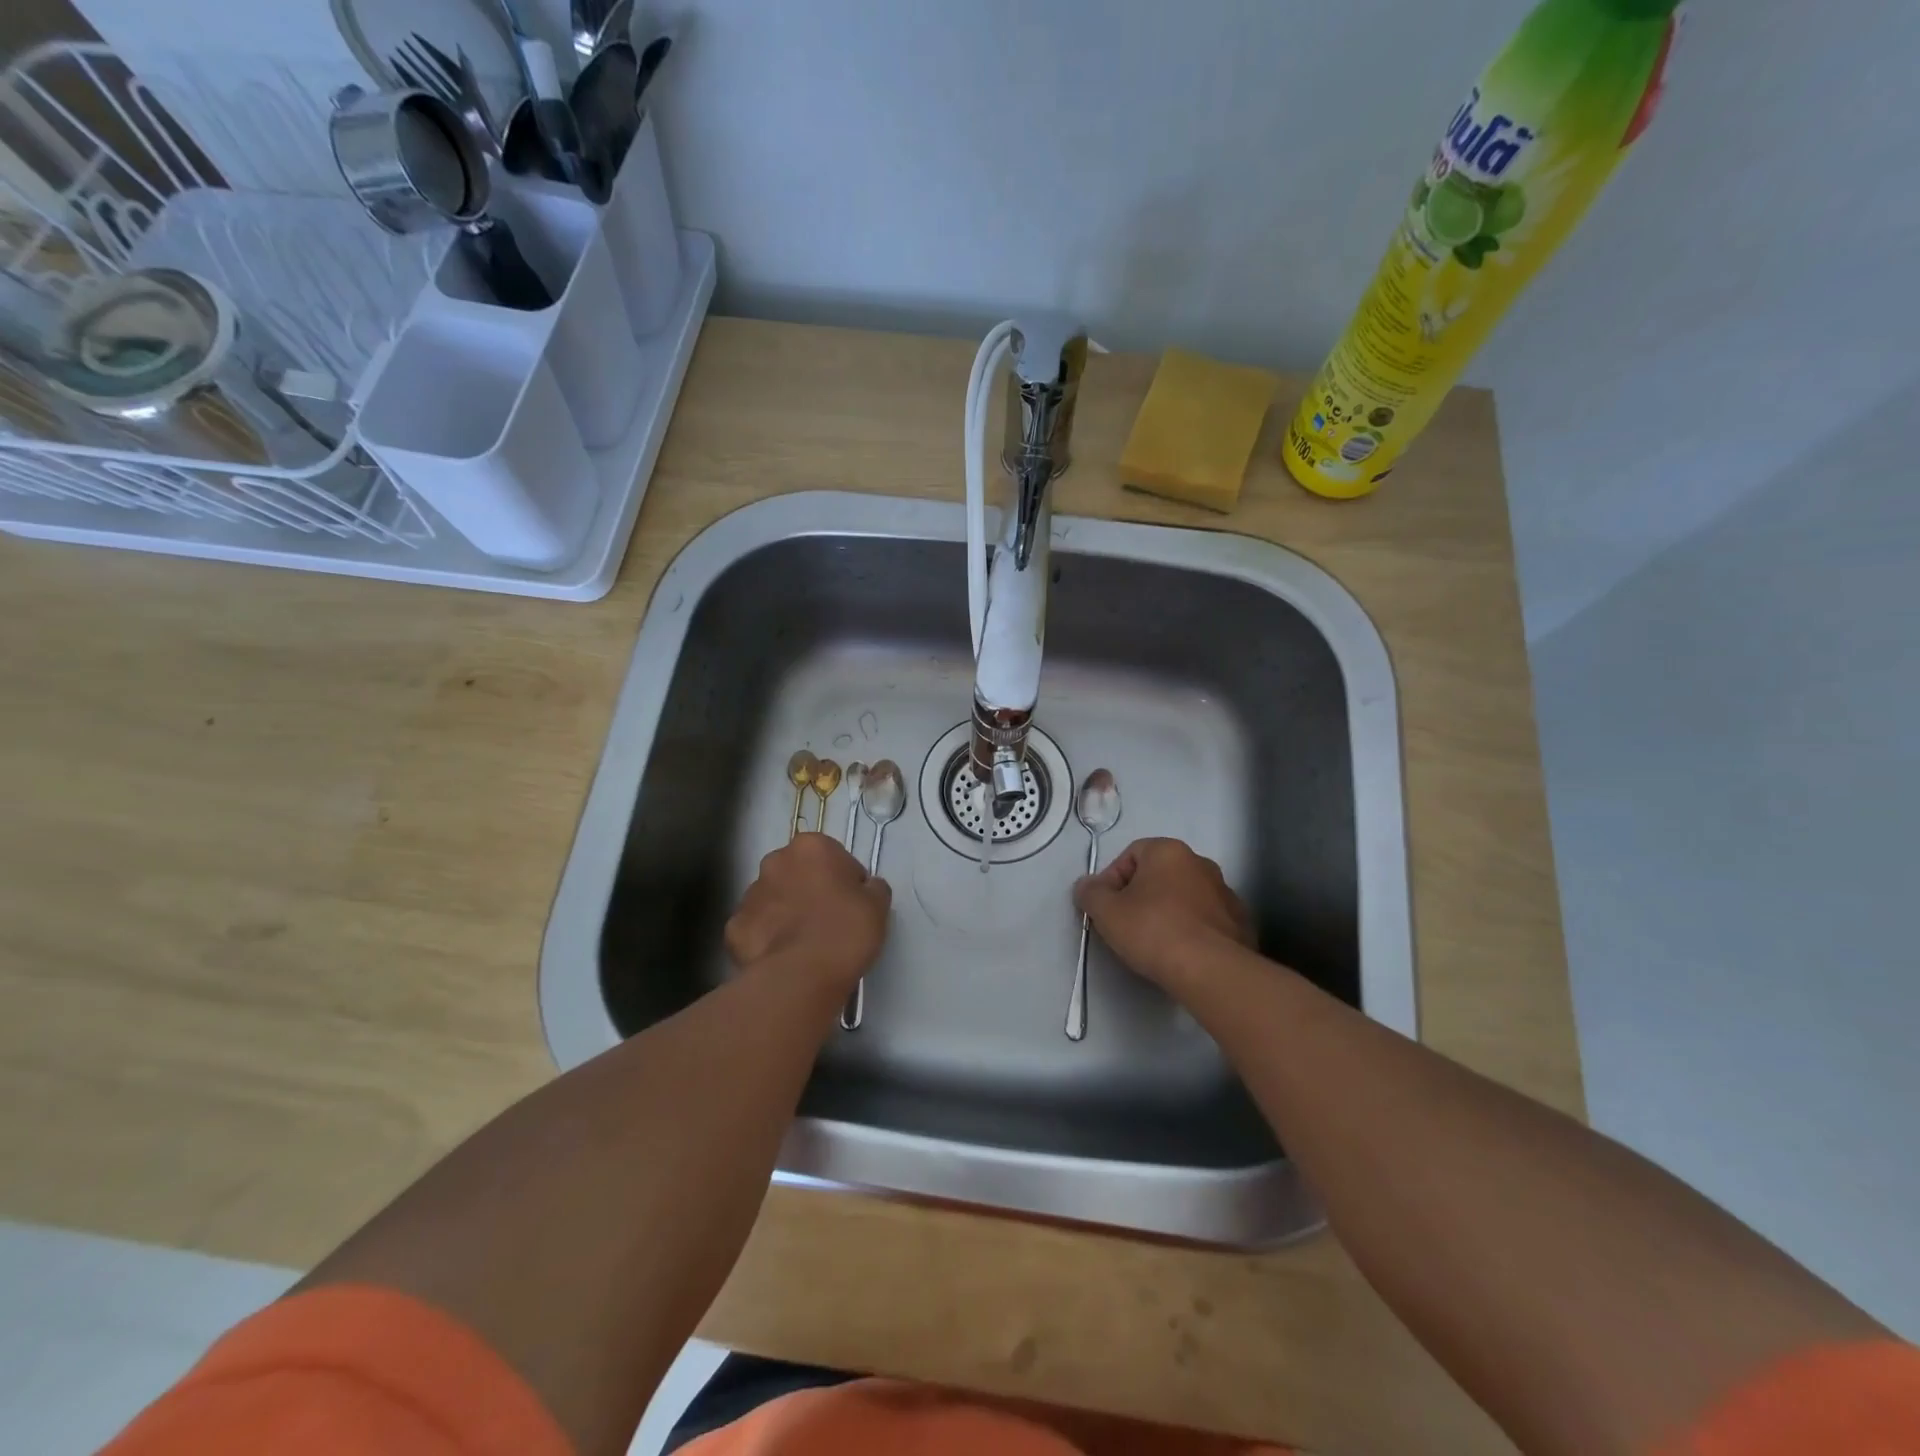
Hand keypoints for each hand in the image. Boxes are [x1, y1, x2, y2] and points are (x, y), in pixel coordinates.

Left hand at [725, 834, 890, 996]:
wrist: (801, 976)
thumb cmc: (845, 931)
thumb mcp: (878, 904)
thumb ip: (872, 887)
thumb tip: (864, 888)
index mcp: (810, 846)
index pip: (833, 856)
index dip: (845, 880)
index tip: (852, 905)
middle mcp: (775, 861)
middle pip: (798, 873)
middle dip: (810, 890)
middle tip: (829, 922)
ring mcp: (749, 894)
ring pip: (774, 899)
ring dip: (787, 913)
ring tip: (805, 944)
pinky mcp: (734, 927)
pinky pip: (756, 928)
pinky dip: (767, 939)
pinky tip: (783, 957)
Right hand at [1073, 837, 1253, 993]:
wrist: (1210, 970)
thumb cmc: (1152, 930)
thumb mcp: (1106, 912)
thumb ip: (1090, 893)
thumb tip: (1086, 886)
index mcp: (1168, 851)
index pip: (1131, 854)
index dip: (1112, 880)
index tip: (1106, 908)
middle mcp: (1200, 862)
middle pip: (1159, 874)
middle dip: (1141, 895)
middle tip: (1126, 925)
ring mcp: (1225, 892)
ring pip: (1185, 897)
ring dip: (1168, 912)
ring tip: (1155, 943)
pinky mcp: (1240, 922)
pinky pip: (1206, 919)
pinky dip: (1193, 930)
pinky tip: (1183, 953)